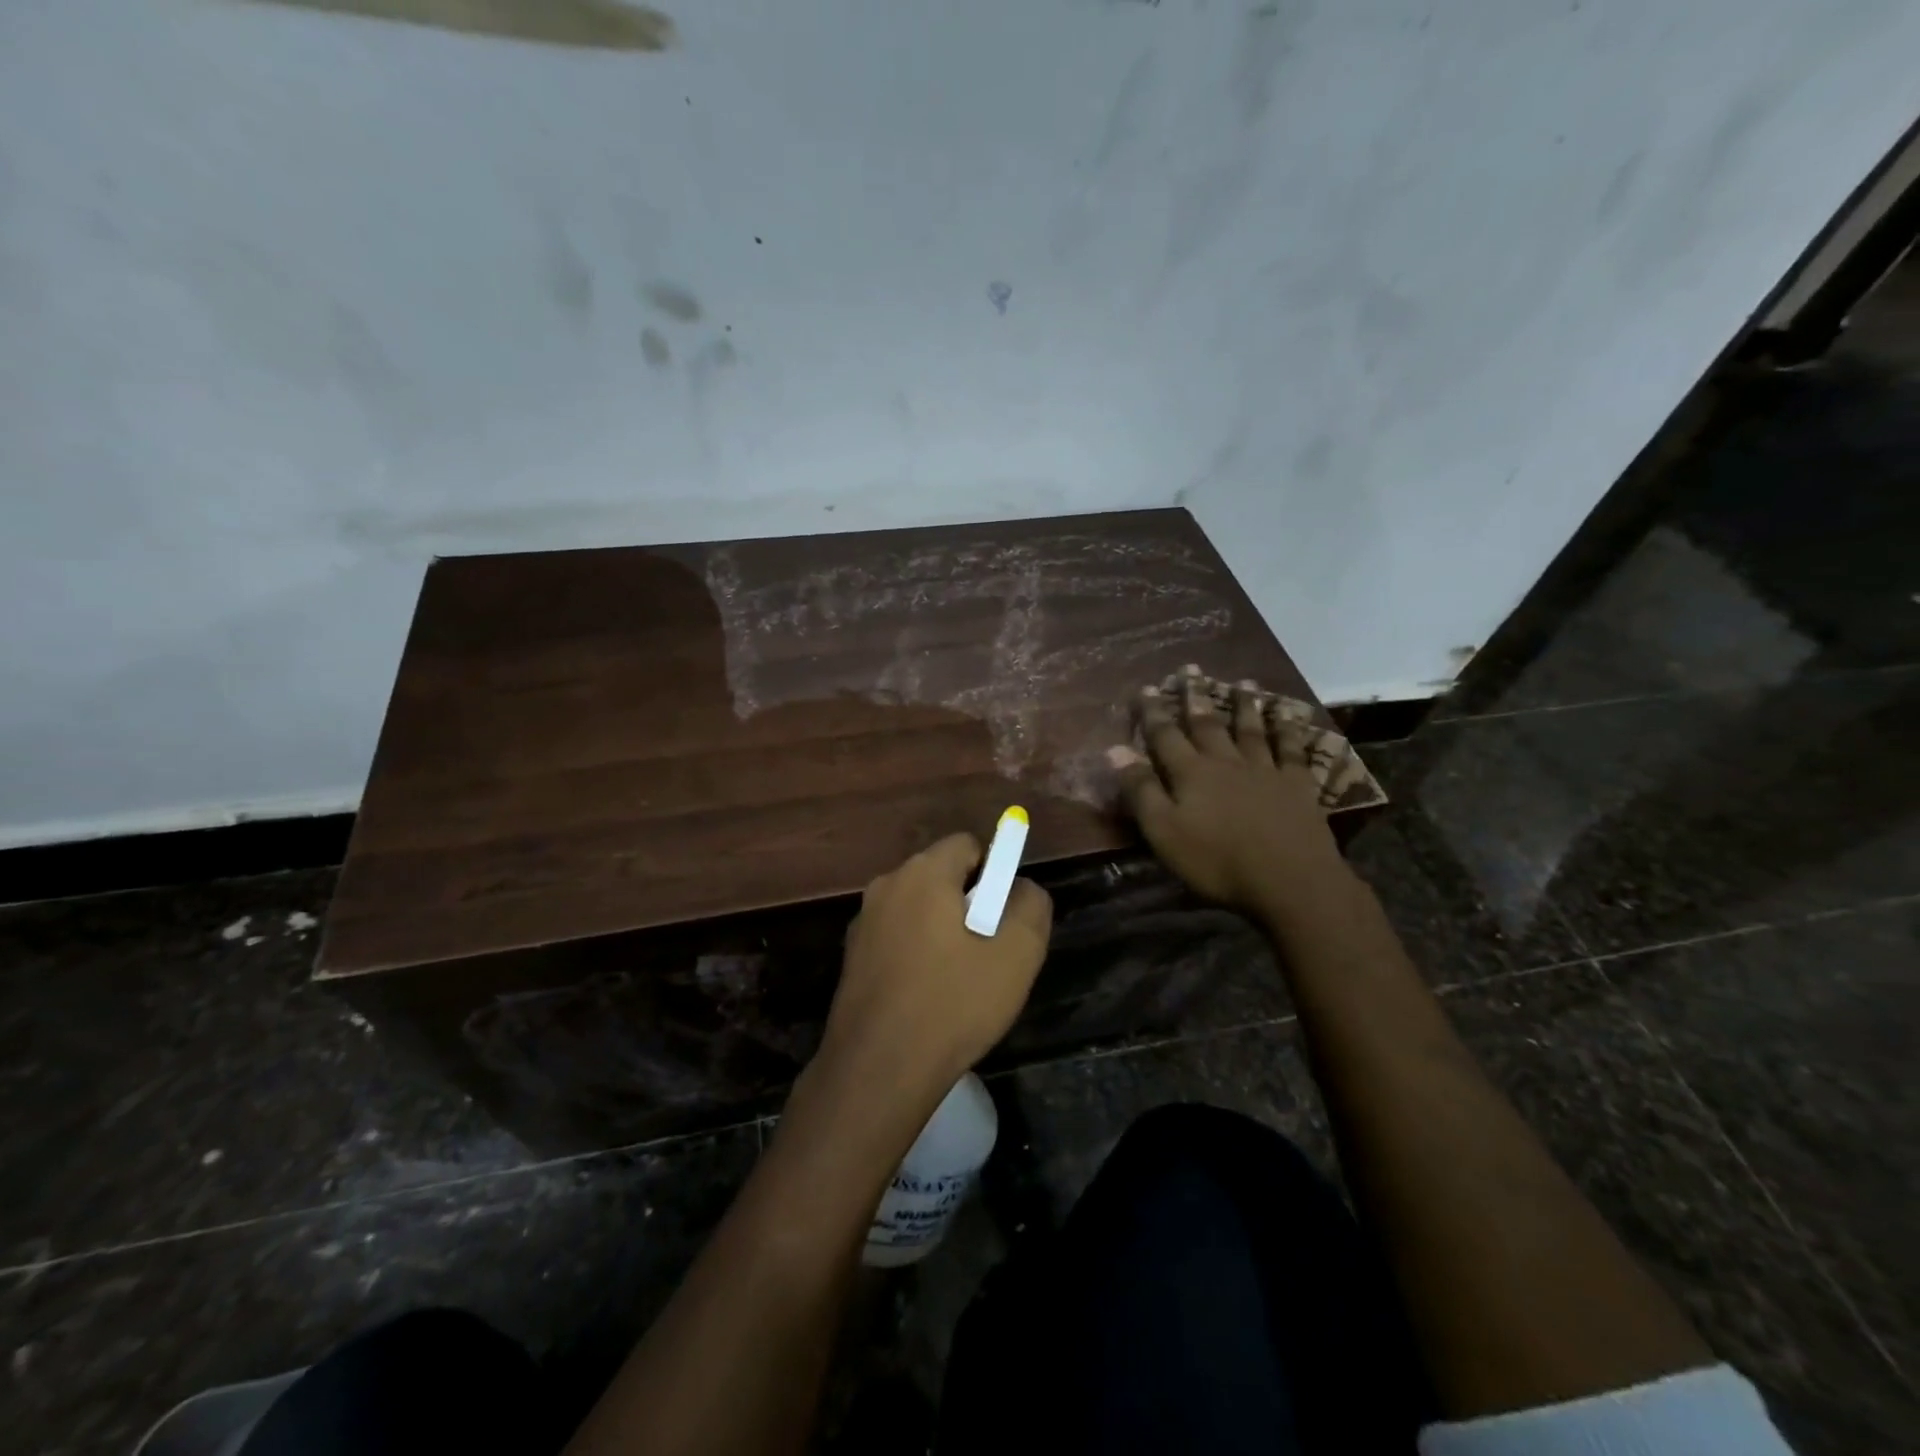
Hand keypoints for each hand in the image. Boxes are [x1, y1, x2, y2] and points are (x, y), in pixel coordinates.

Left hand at [822, 833, 1052, 1094]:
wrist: (879, 1068)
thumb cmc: (954, 1003)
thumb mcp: (1017, 954)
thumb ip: (1030, 905)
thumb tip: (1022, 888)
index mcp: (923, 873)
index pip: (967, 845)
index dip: (994, 873)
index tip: (1003, 917)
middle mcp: (886, 885)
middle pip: (941, 876)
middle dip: (968, 903)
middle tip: (987, 951)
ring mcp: (863, 922)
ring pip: (918, 909)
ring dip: (941, 931)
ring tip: (959, 981)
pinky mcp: (851, 957)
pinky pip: (897, 938)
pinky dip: (916, 954)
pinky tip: (927, 997)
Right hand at [1107, 676, 1351, 922]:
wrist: (1289, 880)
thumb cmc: (1217, 861)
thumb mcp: (1164, 831)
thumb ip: (1141, 790)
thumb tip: (1115, 749)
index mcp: (1191, 774)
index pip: (1165, 736)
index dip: (1153, 713)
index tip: (1146, 688)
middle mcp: (1226, 762)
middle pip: (1207, 724)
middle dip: (1195, 697)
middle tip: (1190, 669)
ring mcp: (1265, 770)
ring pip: (1251, 730)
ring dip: (1244, 705)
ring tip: (1242, 681)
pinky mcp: (1297, 785)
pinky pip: (1292, 750)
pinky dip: (1289, 729)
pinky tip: (1289, 715)